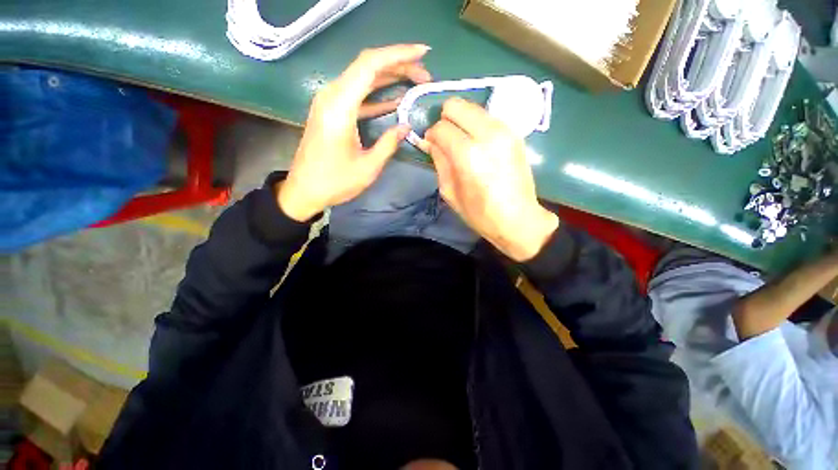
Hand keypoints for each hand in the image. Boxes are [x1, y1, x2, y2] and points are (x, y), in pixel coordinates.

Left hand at [277, 44, 432, 221]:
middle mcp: (332, 96)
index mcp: (340, 107)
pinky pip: (357, 94)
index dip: (398, 55)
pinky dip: (377, 94)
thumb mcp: (368, 167)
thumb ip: (389, 143)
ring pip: (363, 78)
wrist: (304, 190)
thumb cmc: (335, 182)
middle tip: (425, 75)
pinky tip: (396, 99)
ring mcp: (330, 102)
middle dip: (399, 65)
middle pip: (367, 66)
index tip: (423, 54)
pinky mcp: (332, 111)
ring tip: (416, 82)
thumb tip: (406, 126)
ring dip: (390, 77)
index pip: (370, 65)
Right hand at [423, 98, 558, 261]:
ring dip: (462, 121)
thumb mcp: (450, 192)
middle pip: (456, 105)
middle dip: (445, 119)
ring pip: (473, 107)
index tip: (431, 145)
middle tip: (446, 139)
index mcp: (468, 154)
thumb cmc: (480, 213)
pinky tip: (478, 144)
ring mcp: (505, 130)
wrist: (518, 219)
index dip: (432, 135)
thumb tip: (431, 142)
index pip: (441, 127)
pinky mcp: (515, 133)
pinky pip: (487, 117)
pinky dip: (477, 125)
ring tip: (462, 142)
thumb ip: (439, 162)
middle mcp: (487, 135)